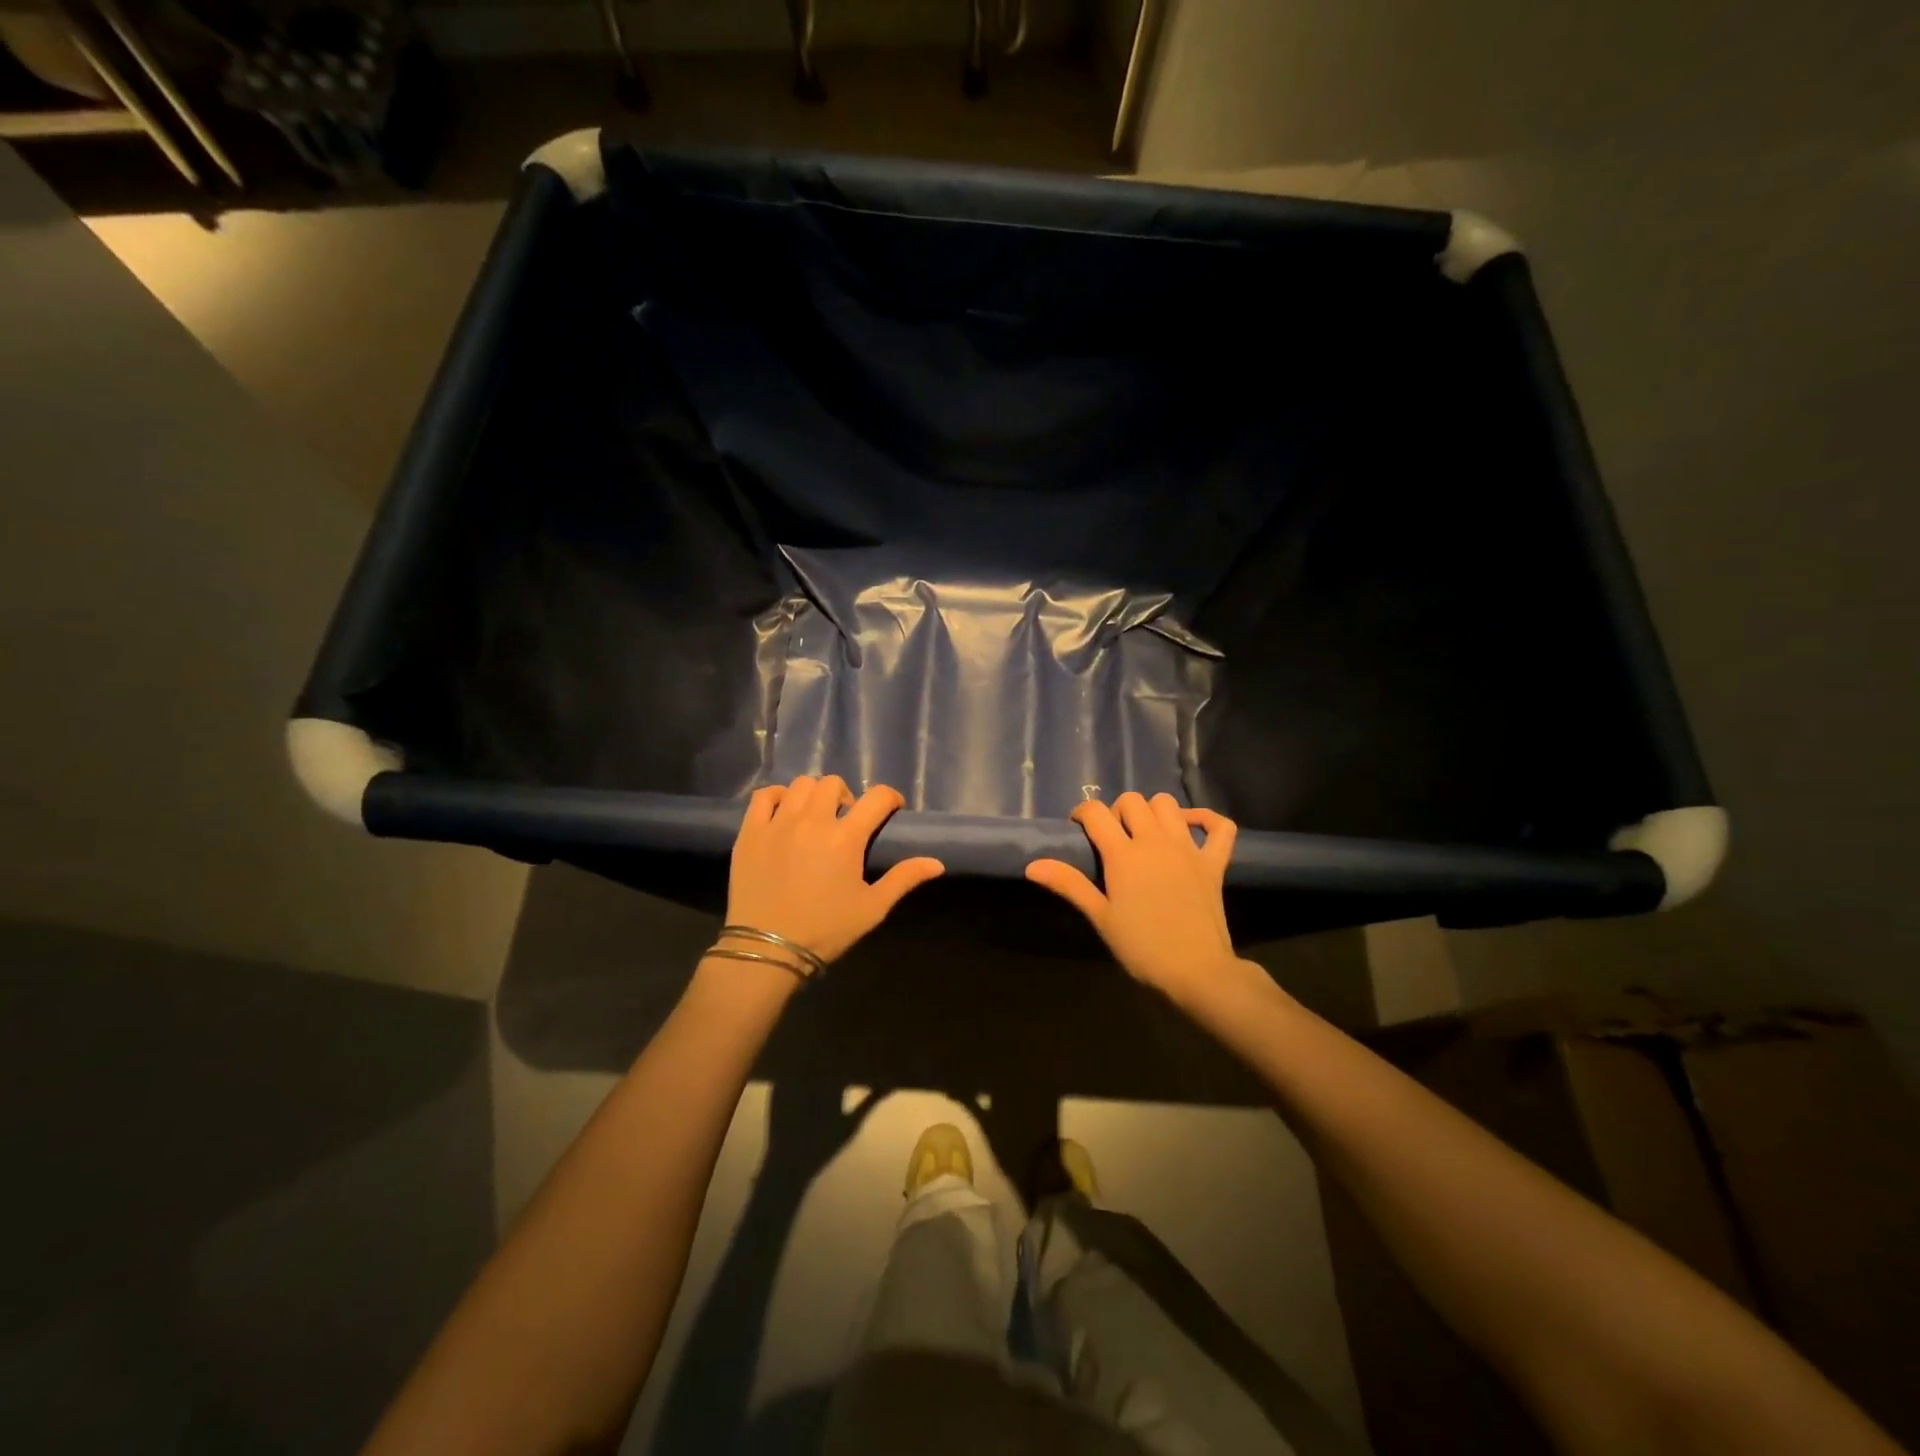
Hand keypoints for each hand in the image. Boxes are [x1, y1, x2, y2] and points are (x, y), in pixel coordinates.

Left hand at [724, 776, 944, 965]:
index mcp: (846, 838)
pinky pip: (763, 796)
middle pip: (833, 783)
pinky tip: (783, 813)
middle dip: (847, 796)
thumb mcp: (872, 908)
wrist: (768, 949)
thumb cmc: (825, 930)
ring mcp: (778, 823)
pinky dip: (778, 797)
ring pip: (800, 785)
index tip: (891, 810)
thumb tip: (937, 863)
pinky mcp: (750, 831)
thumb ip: (904, 879)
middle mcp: (812, 821)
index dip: (890, 798)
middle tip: (846, 819)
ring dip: (814, 795)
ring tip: (815, 816)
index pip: (877, 797)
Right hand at [1026, 792, 1239, 997]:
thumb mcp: (1100, 917)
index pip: (1096, 812)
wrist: (1196, 970)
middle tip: (1112, 838)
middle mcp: (1155, 840)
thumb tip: (1032, 865)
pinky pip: (1219, 826)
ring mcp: (1188, 847)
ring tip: (1145, 833)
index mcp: (1123, 854)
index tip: (1078, 830)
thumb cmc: (1141, 947)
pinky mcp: (1214, 861)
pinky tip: (1191, 827)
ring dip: (1153, 811)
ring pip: (1168, 804)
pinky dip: (1206, 819)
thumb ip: (1069, 884)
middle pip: (1131, 801)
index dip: (1082, 814)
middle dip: (1116, 811)